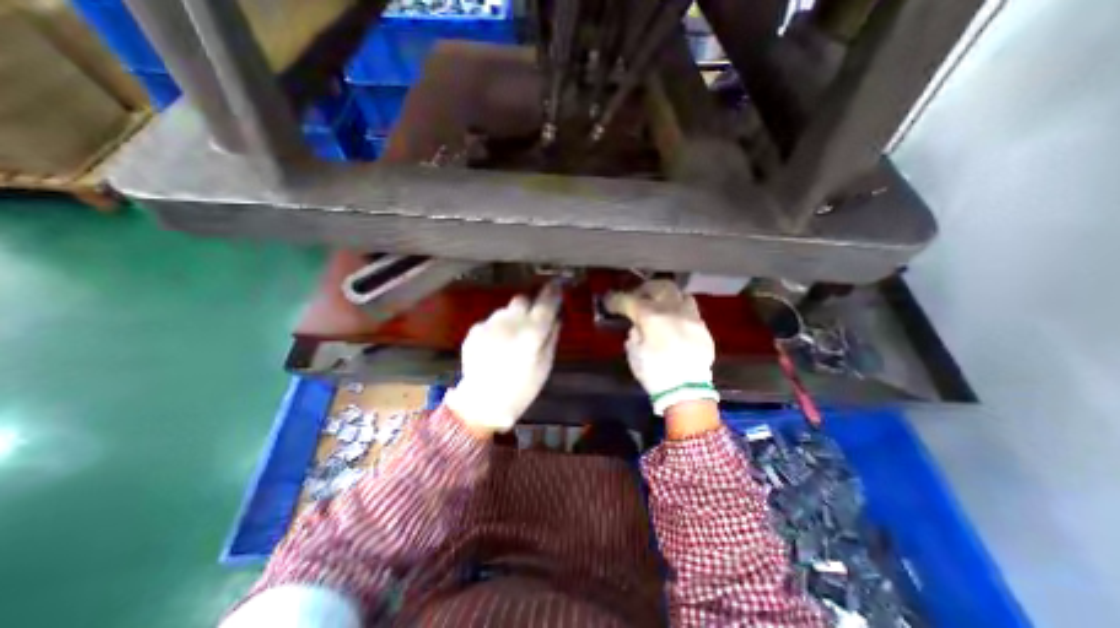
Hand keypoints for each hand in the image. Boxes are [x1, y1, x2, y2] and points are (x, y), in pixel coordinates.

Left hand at [444, 285, 564, 437]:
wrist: (482, 402)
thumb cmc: (521, 389)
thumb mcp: (545, 366)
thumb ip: (551, 338)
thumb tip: (556, 319)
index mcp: (532, 333)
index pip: (545, 304)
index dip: (552, 293)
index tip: (556, 288)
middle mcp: (510, 322)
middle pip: (522, 300)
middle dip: (529, 306)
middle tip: (530, 320)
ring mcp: (490, 324)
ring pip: (505, 310)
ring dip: (512, 318)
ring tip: (510, 339)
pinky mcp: (475, 330)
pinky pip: (491, 321)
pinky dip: (497, 328)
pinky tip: (495, 346)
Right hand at [605, 279, 717, 416]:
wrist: (687, 392)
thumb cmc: (655, 374)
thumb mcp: (634, 354)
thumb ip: (634, 334)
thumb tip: (638, 326)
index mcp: (652, 318)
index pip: (630, 300)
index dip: (617, 299)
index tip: (610, 301)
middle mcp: (673, 311)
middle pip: (661, 287)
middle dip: (647, 288)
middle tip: (638, 295)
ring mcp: (691, 318)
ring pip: (681, 295)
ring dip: (668, 297)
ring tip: (661, 305)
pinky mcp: (703, 329)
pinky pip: (691, 311)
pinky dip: (680, 311)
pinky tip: (675, 322)